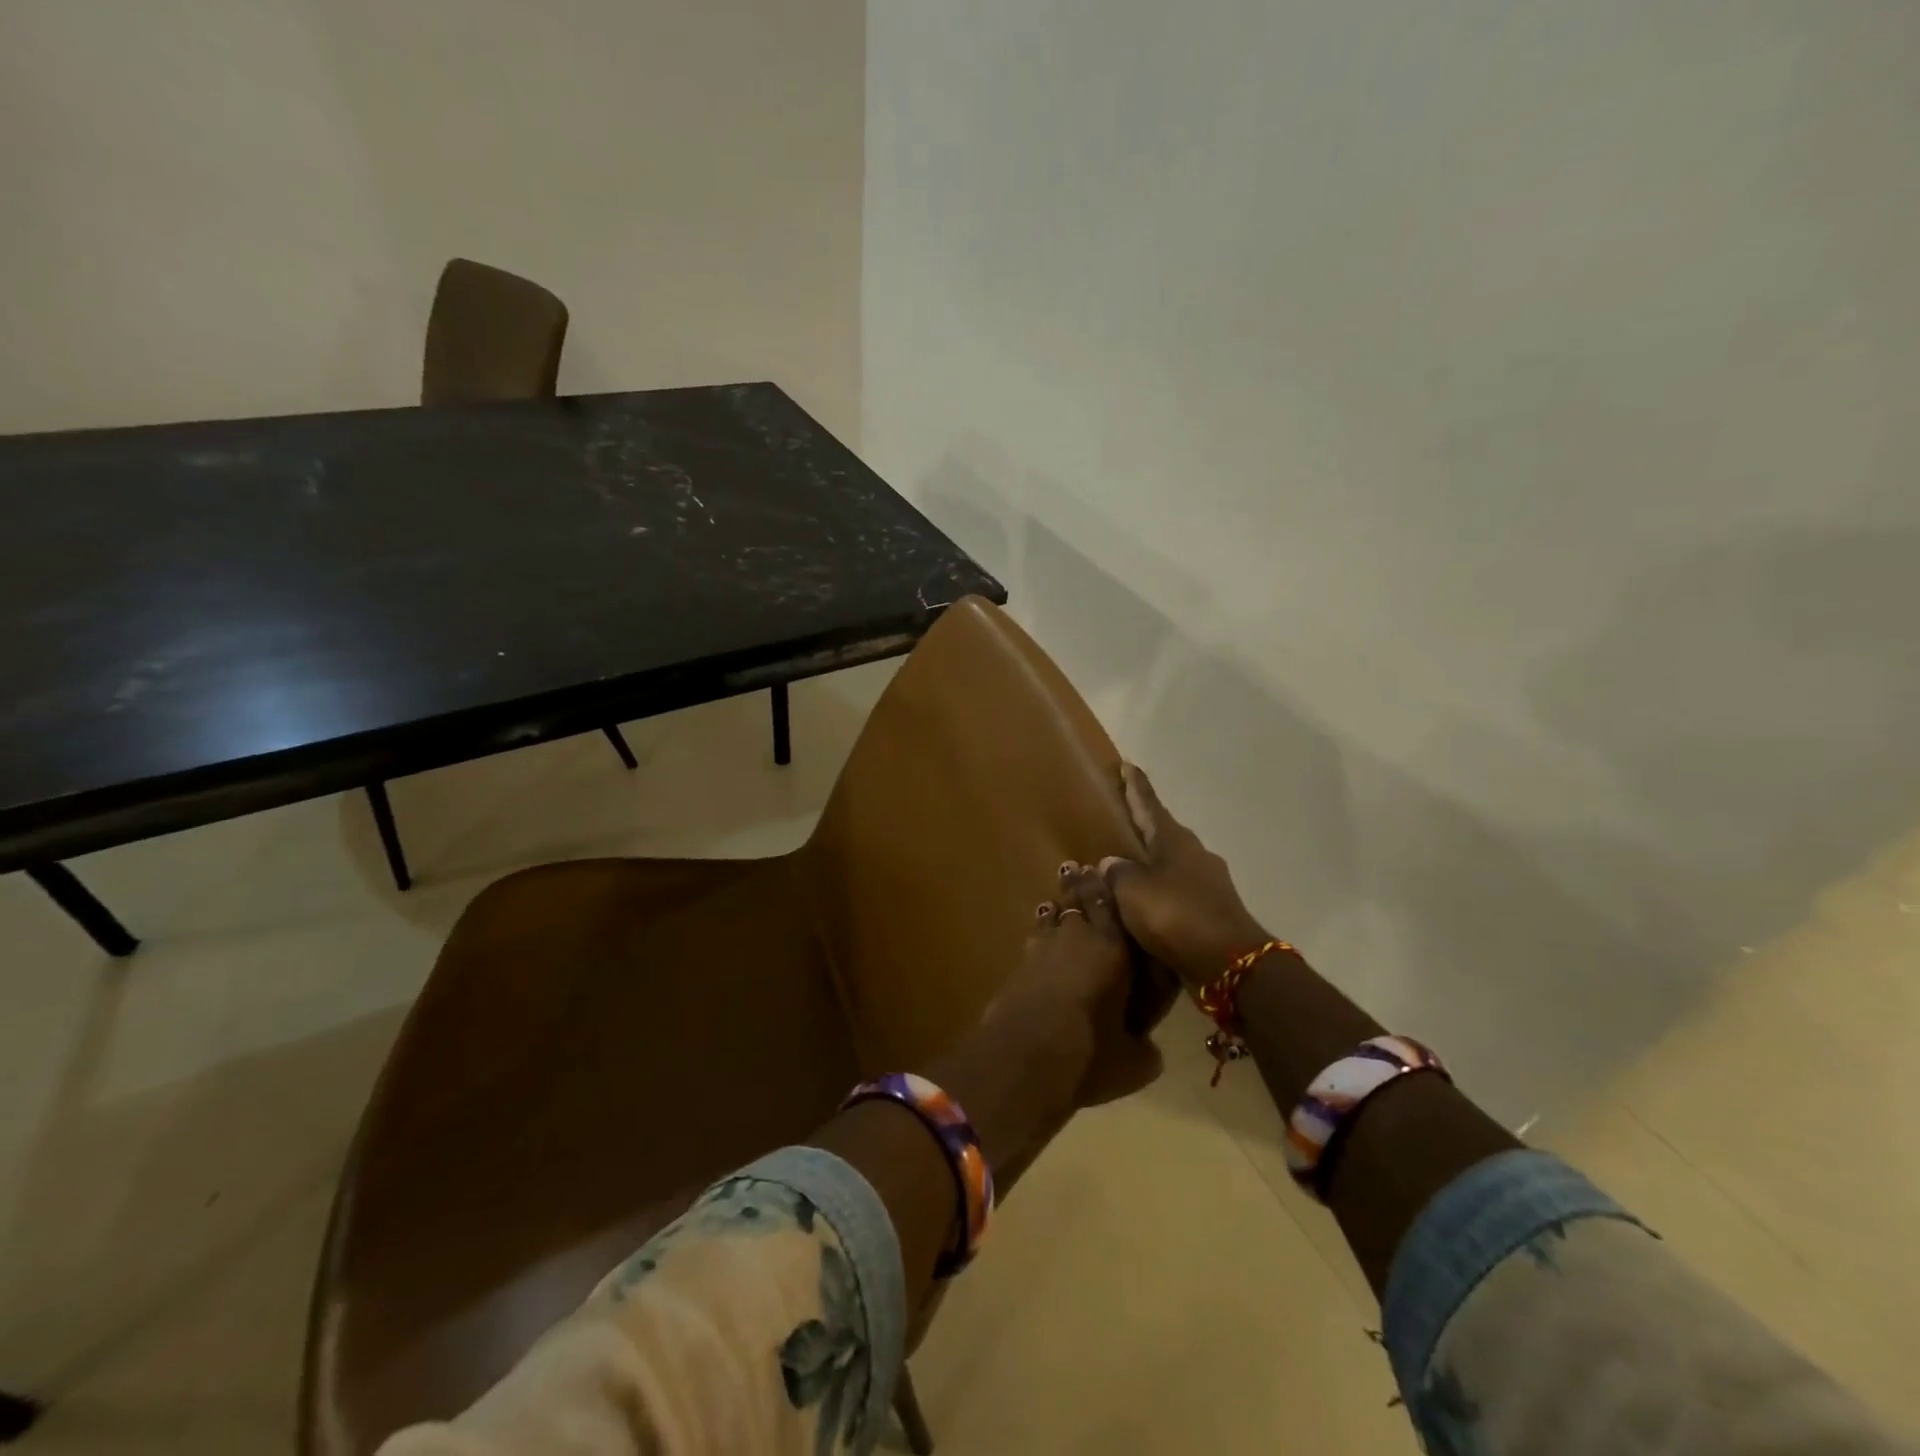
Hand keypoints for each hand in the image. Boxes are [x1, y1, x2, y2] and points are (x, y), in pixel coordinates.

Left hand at [983, 861, 1165, 1107]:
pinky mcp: (1018, 966)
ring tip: (1055, 903)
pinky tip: (1036, 937)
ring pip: (1051, 917)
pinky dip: (1039, 935)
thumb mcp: (1133, 1062)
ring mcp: (1043, 948)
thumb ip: (1144, 1048)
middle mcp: (1078, 938)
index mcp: (1114, 949)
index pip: (1112, 906)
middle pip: (1078, 902)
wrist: (1026, 1053)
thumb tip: (1149, 1050)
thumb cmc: (1090, 1051)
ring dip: (1055, 909)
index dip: (1108, 887)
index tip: (1104, 869)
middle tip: (1075, 868)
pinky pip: (1034, 940)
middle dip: (1078, 885)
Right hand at [1098, 763, 1271, 991]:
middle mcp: (1194, 855)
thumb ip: (1117, 873)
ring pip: (1172, 864)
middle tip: (1122, 818)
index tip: (1128, 765)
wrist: (1229, 963)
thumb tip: (1112, 863)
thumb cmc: (1176, 915)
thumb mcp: (1133, 891)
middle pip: (1163, 833)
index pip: (1149, 805)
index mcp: (1174, 841)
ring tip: (1127, 867)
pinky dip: (1160, 892)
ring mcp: (1208, 884)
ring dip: (1151, 863)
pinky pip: (1177, 893)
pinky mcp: (1212, 912)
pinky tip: (1145, 904)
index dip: (1136, 787)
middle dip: (1143, 825)